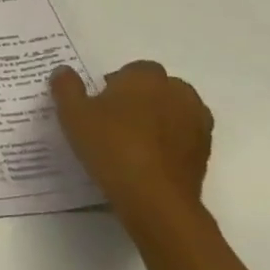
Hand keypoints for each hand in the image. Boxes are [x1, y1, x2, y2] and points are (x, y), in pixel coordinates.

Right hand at [51, 61, 213, 235]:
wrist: (155, 199)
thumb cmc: (111, 146)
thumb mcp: (73, 114)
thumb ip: (66, 87)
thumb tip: (63, 71)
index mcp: (146, 77)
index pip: (133, 69)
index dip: (115, 84)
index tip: (100, 104)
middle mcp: (178, 92)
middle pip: (157, 88)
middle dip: (140, 99)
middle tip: (115, 122)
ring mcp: (197, 123)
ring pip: (174, 112)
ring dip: (158, 120)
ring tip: (133, 142)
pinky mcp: (205, 152)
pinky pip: (183, 137)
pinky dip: (169, 143)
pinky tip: (149, 161)